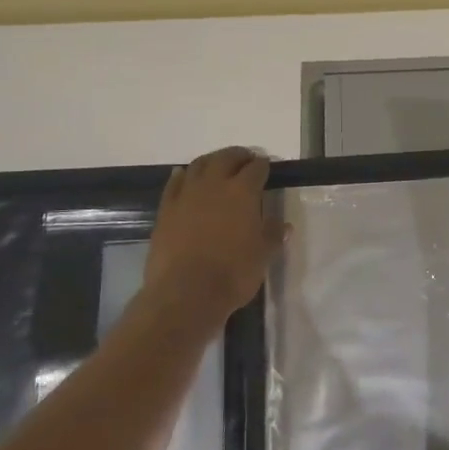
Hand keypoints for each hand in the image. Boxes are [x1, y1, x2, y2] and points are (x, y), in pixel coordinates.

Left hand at [143, 147, 284, 324]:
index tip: (266, 166)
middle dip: (238, 156)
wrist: (185, 293)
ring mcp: (186, 195)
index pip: (256, 169)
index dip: (263, 165)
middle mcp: (214, 185)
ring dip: (211, 161)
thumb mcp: (262, 256)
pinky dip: (182, 175)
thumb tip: (282, 224)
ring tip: (218, 165)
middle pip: (226, 158)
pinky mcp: (166, 209)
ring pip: (199, 165)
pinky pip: (174, 183)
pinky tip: (184, 175)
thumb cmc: (232, 274)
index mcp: (242, 192)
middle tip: (245, 159)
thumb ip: (272, 235)